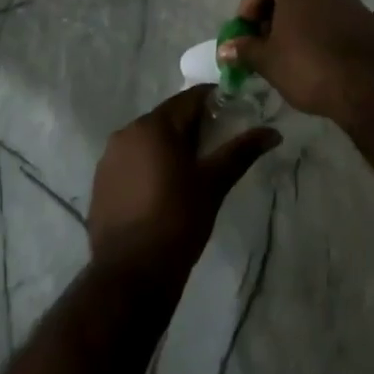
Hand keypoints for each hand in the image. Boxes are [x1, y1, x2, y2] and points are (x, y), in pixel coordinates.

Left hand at [88, 86, 280, 279]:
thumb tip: (273, 132)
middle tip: (216, 147)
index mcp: (155, 125)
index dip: (214, 102)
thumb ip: (242, 151)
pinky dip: (149, 165)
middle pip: (168, 117)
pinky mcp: (100, 182)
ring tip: (190, 171)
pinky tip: (162, 190)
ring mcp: (109, 158)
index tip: (233, 115)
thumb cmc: (178, 221)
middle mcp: (127, 132)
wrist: (131, 275)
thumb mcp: (214, 183)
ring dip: (169, 146)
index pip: (190, 98)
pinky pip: (131, 161)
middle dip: (192, 127)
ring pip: (148, 139)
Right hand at [217, 0, 373, 123]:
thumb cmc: (309, 67)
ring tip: (298, 53)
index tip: (250, 29)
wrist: (369, 86)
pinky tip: (330, 57)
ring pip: (317, 1)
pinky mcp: (370, 18)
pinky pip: (341, 18)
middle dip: (274, 11)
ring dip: (303, 20)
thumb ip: (245, 50)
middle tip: (268, 43)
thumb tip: (225, 49)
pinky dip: (330, 31)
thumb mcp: (268, 62)